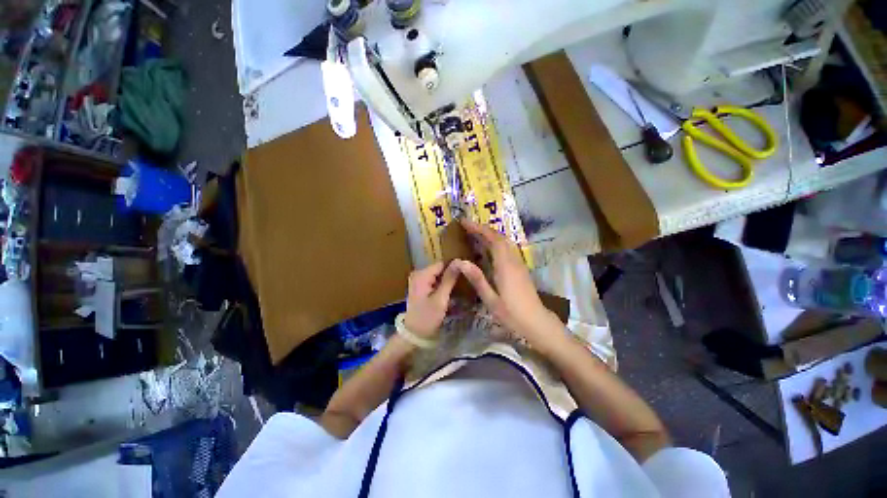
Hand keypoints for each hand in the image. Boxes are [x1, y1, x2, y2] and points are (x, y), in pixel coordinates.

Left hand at [403, 261, 461, 339]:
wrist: (413, 334)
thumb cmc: (427, 318)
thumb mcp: (440, 299)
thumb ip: (449, 279)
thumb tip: (459, 261)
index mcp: (421, 275)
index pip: (442, 263)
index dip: (455, 267)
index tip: (467, 275)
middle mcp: (418, 273)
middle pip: (440, 268)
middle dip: (451, 274)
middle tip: (465, 283)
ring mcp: (417, 280)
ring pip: (438, 274)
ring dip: (448, 280)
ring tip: (460, 287)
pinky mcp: (420, 286)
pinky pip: (434, 280)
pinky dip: (442, 285)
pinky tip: (450, 291)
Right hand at [455, 219, 555, 344]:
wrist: (537, 322)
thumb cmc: (512, 314)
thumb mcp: (490, 299)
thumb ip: (477, 279)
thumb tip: (460, 261)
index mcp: (505, 266)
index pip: (492, 239)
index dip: (478, 228)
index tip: (464, 222)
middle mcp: (513, 260)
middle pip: (499, 237)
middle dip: (483, 229)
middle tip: (467, 226)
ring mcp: (518, 263)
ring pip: (505, 242)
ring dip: (490, 234)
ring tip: (475, 234)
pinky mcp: (520, 268)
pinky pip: (507, 249)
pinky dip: (496, 242)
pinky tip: (488, 248)